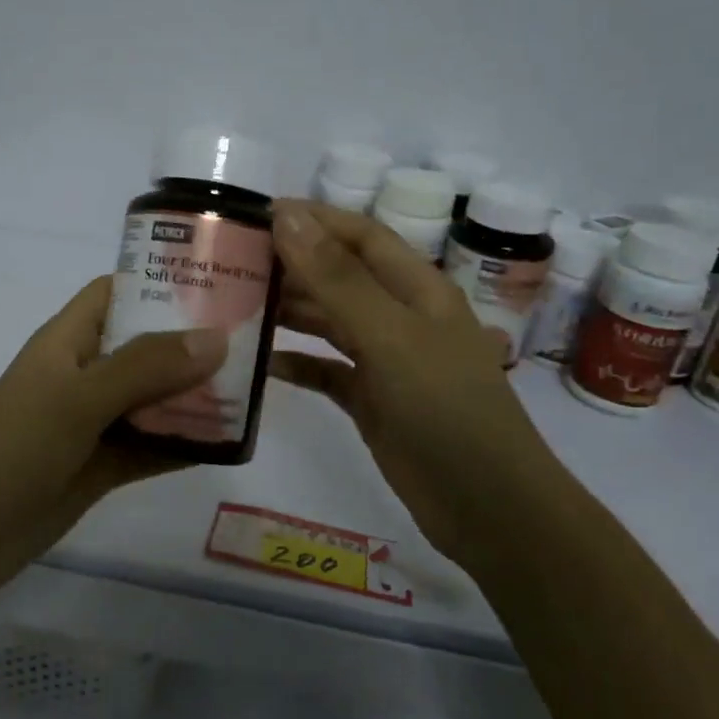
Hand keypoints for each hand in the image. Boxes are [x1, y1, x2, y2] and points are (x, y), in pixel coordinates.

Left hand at [0, 276, 226, 589]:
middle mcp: (84, 373)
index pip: (116, 293)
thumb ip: (146, 367)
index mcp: (69, 340)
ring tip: (250, 389)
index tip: (214, 282)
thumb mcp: (80, 397)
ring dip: (192, 397)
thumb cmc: (17, 446)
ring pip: (152, 399)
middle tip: (250, 339)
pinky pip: (151, 445)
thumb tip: (216, 338)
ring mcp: (93, 421)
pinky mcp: (101, 465)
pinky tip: (228, 444)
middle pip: (144, 345)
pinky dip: (183, 443)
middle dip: (190, 343)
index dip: (158, 281)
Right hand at [270, 200, 544, 554]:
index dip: (314, 219)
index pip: (361, 236)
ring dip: (289, 311)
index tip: (256, 213)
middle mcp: (401, 317)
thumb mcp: (391, 336)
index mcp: (417, 289)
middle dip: (292, 264)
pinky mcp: (372, 401)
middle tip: (232, 261)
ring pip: (329, 322)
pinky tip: (261, 362)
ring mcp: (386, 361)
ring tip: (235, 304)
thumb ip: (337, 278)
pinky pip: (326, 371)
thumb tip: (287, 216)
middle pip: (340, 277)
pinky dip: (297, 364)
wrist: (486, 506)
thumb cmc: (445, 408)